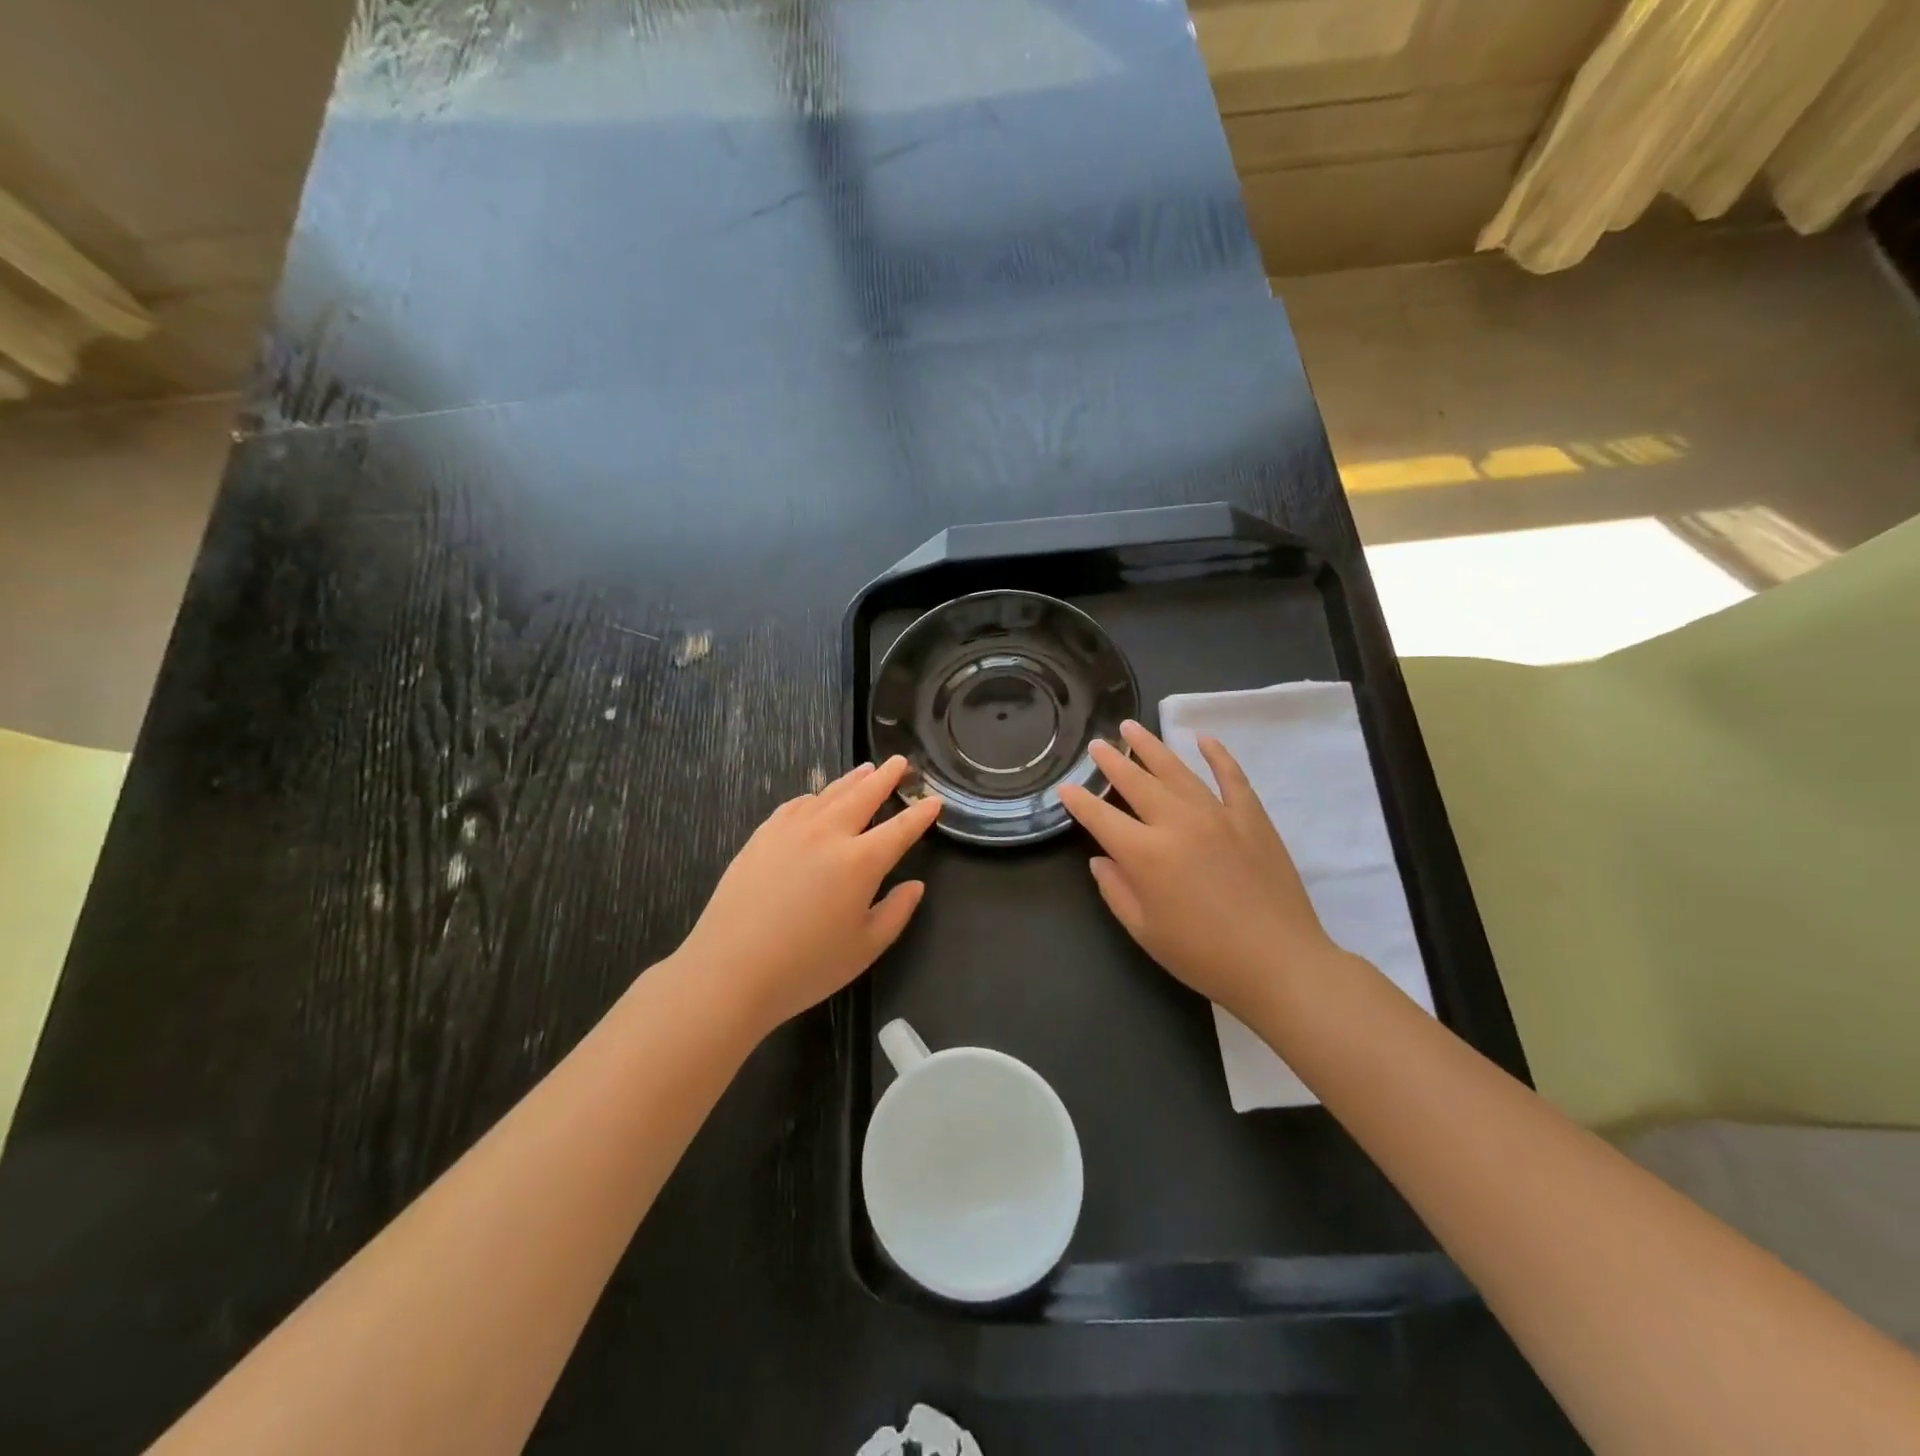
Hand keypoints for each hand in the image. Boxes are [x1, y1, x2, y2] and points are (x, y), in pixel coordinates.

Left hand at [677, 757, 942, 1034]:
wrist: (730, 970)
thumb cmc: (806, 967)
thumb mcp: (865, 948)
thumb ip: (896, 912)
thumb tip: (915, 885)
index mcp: (861, 862)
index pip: (900, 829)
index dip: (920, 813)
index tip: (934, 800)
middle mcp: (829, 834)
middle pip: (864, 795)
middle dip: (886, 777)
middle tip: (901, 762)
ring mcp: (791, 830)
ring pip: (829, 794)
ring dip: (852, 779)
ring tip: (867, 769)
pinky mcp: (762, 836)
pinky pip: (795, 805)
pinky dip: (814, 797)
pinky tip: (816, 798)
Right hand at [1057, 720, 1346, 1021]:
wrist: (1279, 963)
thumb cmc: (1203, 956)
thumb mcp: (1145, 931)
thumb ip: (1116, 891)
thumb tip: (1101, 859)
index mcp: (1145, 854)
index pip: (1101, 818)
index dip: (1079, 801)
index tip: (1065, 786)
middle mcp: (1177, 823)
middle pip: (1136, 782)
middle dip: (1111, 762)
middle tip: (1097, 744)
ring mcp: (1217, 815)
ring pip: (1177, 770)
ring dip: (1151, 747)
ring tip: (1132, 728)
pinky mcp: (1251, 818)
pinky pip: (1231, 777)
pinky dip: (1217, 755)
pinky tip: (1203, 739)